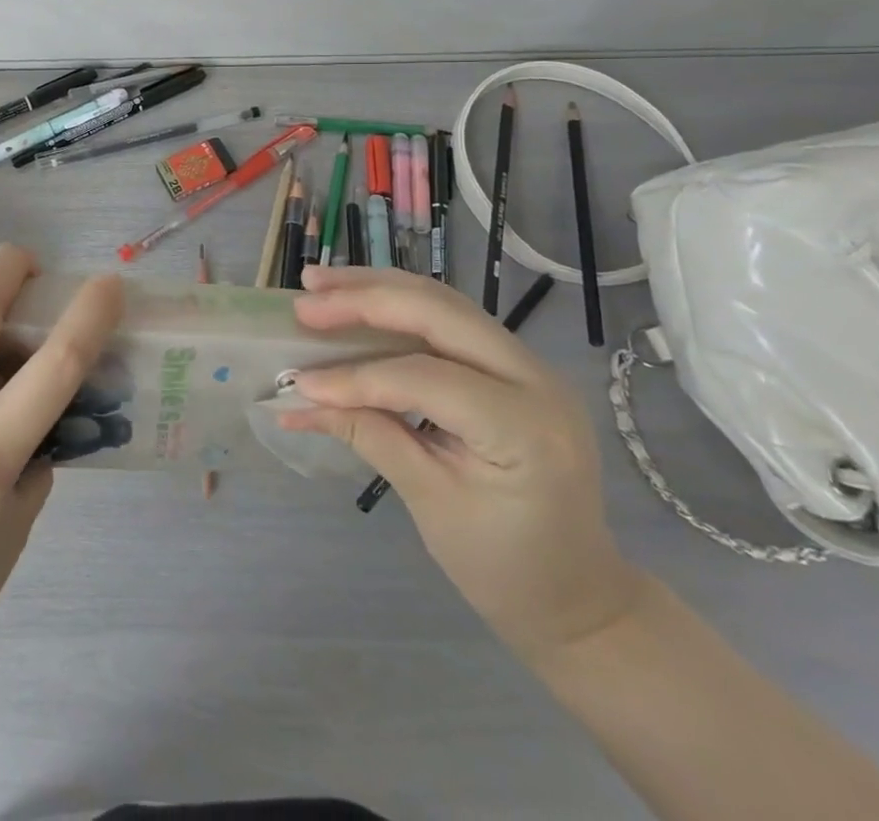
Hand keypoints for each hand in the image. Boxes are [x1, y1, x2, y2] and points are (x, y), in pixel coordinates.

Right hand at [279, 265, 642, 660]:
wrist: (579, 596)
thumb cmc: (506, 568)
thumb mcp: (432, 506)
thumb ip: (370, 437)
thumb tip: (302, 399)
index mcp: (525, 427)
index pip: (424, 377)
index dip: (356, 376)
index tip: (299, 382)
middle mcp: (535, 378)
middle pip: (438, 312)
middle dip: (364, 300)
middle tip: (305, 300)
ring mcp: (528, 365)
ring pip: (443, 302)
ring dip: (378, 288)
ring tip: (320, 282)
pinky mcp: (513, 364)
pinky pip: (450, 319)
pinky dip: (399, 305)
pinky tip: (360, 300)